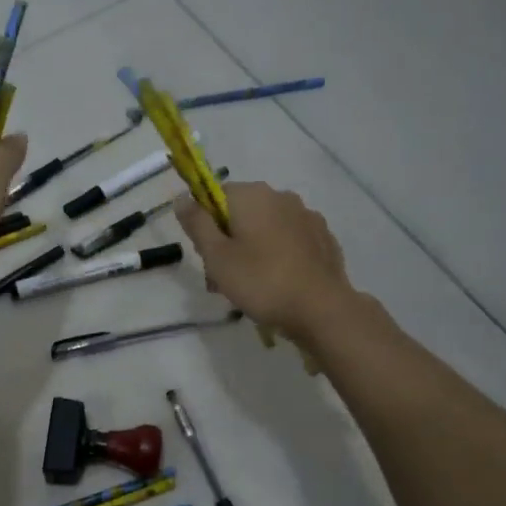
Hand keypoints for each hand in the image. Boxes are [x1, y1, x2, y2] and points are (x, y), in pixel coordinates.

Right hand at [174, 182, 354, 341]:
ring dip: (251, 250)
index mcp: (252, 195)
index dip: (204, 226)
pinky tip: (278, 284)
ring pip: (265, 229)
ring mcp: (307, 216)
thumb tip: (181, 197)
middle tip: (222, 280)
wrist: (322, 309)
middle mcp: (281, 196)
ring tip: (250, 287)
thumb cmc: (261, 281)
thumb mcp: (217, 256)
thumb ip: (197, 224)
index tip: (206, 256)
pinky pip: (289, 241)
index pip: (213, 196)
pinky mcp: (323, 238)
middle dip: (227, 242)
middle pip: (240, 213)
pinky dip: (278, 256)